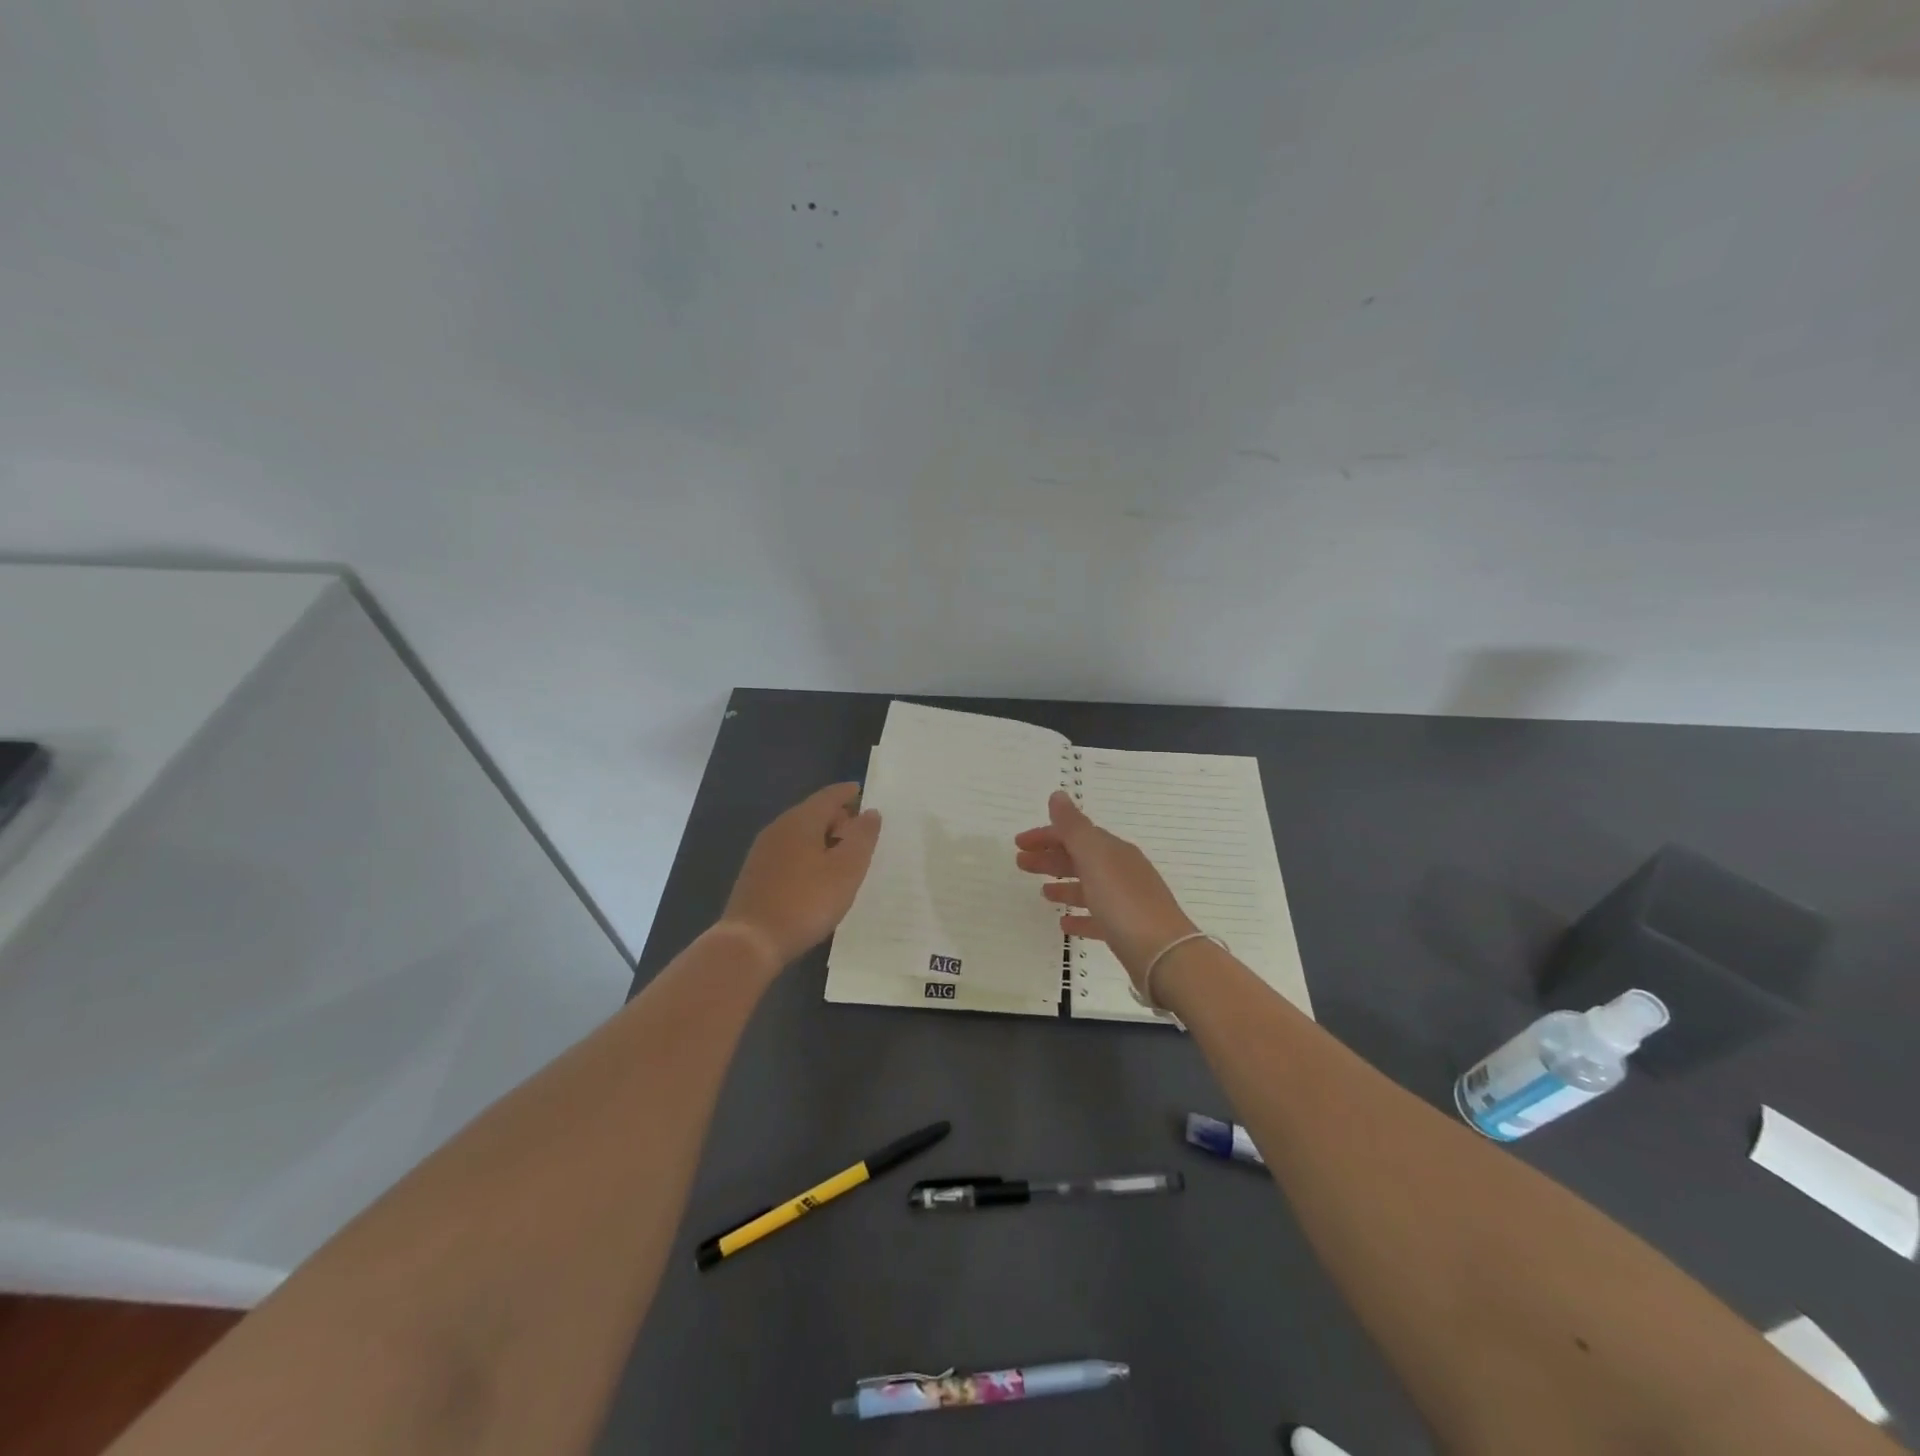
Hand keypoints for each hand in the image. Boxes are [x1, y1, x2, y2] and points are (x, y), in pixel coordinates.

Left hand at [720, 782, 881, 968]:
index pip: (828, 796)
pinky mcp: (756, 874)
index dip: (846, 793)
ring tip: (843, 852)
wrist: (751, 941)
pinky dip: (808, 852)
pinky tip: (816, 873)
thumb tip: (870, 812)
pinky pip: (789, 851)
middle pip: (811, 812)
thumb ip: (862, 838)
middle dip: (836, 816)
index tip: (861, 791)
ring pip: (799, 833)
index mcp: (801, 821)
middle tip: (859, 828)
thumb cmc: (806, 902)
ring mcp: (763, 852)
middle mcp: (778, 828)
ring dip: (822, 836)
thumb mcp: (846, 870)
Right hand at [1014, 791, 1196, 990]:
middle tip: (1020, 864)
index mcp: (1113, 851)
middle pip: (1080, 858)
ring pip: (1088, 886)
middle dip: (1050, 858)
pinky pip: (1097, 918)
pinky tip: (1064, 923)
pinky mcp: (1126, 930)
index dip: (1047, 835)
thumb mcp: (1095, 858)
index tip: (1018, 843)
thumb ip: (1074, 827)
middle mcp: (1121, 871)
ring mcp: (1126, 901)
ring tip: (1042, 893)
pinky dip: (1080, 916)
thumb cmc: (1124, 901)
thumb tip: (1058, 795)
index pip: (1076, 834)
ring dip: (1064, 885)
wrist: (1163, 954)